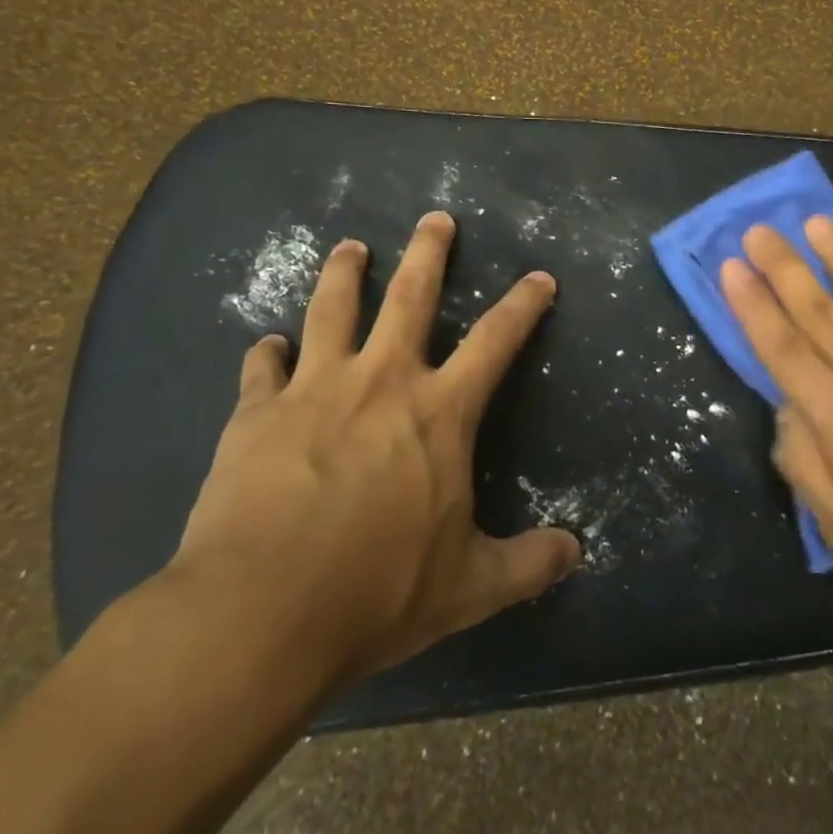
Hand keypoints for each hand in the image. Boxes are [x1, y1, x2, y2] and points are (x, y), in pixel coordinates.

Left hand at [171, 211, 579, 687]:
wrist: (258, 615)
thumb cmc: (377, 592)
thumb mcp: (469, 587)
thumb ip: (528, 564)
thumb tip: (576, 552)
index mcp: (440, 412)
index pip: (497, 340)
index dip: (523, 304)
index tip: (539, 277)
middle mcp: (382, 381)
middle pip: (410, 295)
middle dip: (428, 252)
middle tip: (436, 218)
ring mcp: (314, 390)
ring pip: (332, 309)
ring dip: (343, 273)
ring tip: (349, 247)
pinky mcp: (256, 414)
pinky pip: (261, 368)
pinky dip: (267, 353)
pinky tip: (267, 345)